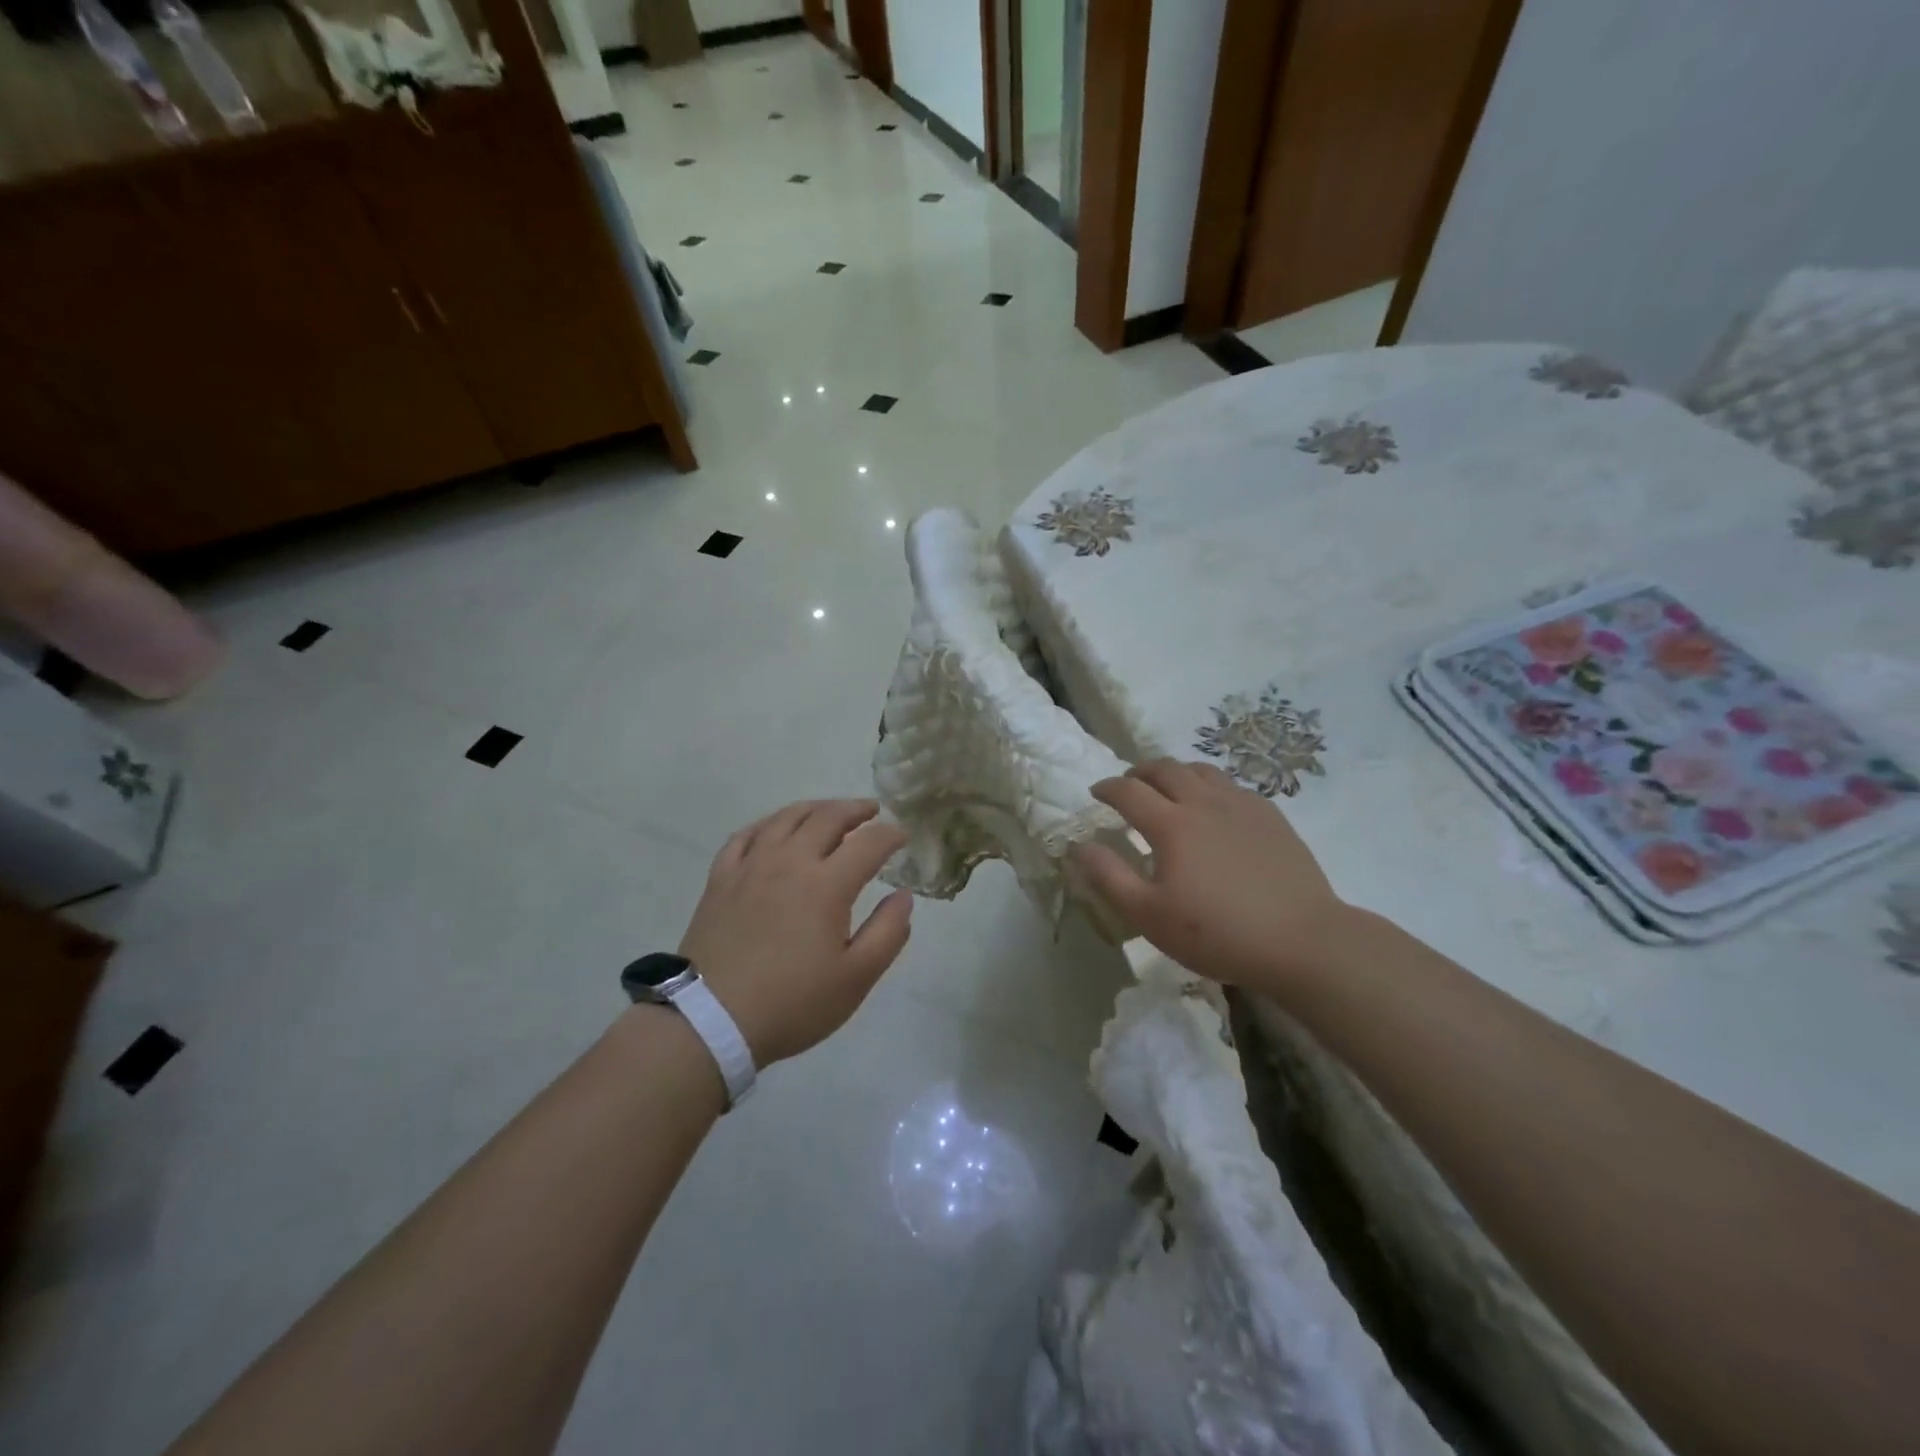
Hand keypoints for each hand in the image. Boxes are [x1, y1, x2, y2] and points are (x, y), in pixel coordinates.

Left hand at [678, 799, 913, 1065]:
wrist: (710, 1021)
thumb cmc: (792, 1003)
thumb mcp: (856, 978)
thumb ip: (888, 932)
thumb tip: (904, 896)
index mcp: (827, 885)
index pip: (868, 843)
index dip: (891, 835)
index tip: (903, 836)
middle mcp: (790, 862)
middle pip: (827, 818)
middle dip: (855, 810)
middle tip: (872, 811)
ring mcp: (751, 866)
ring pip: (786, 818)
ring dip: (815, 808)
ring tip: (830, 811)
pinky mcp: (721, 879)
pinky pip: (746, 835)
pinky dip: (769, 824)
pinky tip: (775, 829)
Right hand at [1070, 759, 1349, 993]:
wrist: (1300, 940)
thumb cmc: (1217, 933)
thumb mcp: (1149, 915)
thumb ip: (1109, 876)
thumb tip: (1079, 846)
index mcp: (1171, 824)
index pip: (1128, 791)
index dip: (1107, 788)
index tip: (1096, 792)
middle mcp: (1204, 802)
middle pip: (1165, 768)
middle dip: (1139, 771)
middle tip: (1129, 785)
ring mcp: (1241, 805)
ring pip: (1201, 770)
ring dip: (1176, 773)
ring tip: (1169, 789)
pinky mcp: (1270, 816)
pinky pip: (1232, 786)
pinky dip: (1210, 786)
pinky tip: (1214, 808)